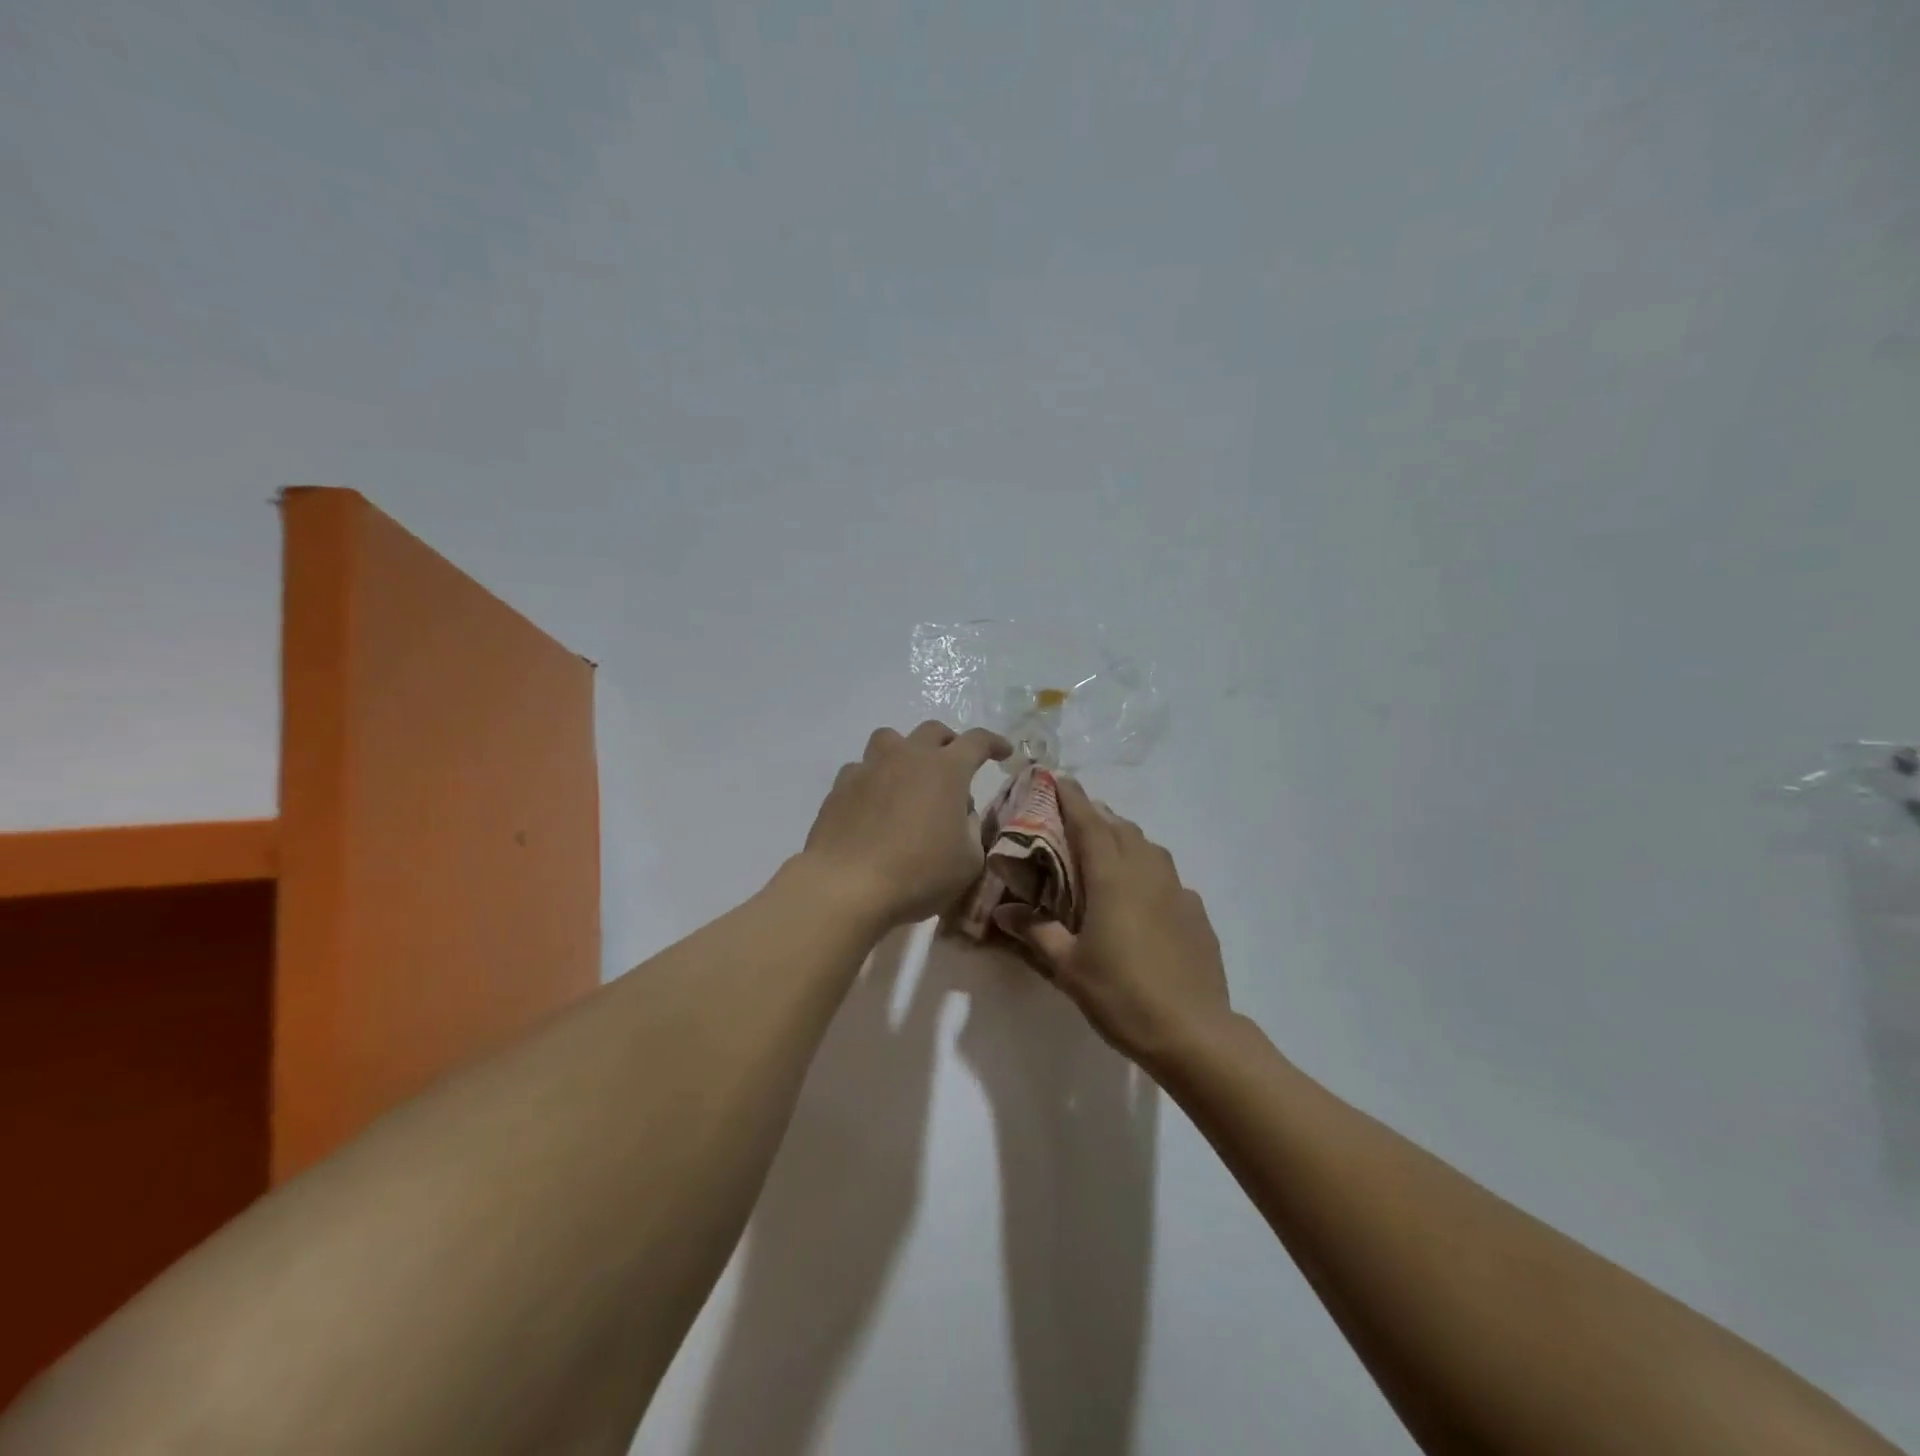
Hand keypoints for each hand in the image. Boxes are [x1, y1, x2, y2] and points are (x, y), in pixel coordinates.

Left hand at [803, 721, 1011, 927]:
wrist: (846, 887)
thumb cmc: (918, 874)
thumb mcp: (968, 861)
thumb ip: (972, 829)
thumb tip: (961, 814)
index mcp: (946, 770)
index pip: (977, 742)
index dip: (994, 743)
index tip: (1003, 752)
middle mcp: (907, 757)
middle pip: (933, 731)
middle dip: (950, 743)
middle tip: (955, 765)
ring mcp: (869, 768)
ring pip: (890, 740)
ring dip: (906, 752)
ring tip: (909, 778)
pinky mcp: (840, 787)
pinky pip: (862, 769)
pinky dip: (874, 779)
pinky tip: (874, 804)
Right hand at [995, 777, 1232, 1070]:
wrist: (1193, 1032)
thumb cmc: (1122, 995)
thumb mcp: (1068, 968)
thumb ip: (1036, 932)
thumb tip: (1005, 912)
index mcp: (1113, 877)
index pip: (1090, 823)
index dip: (1073, 798)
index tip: (1058, 778)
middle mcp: (1147, 872)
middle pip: (1121, 828)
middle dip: (1097, 816)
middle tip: (1074, 819)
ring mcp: (1177, 890)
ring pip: (1148, 848)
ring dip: (1125, 839)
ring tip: (1106, 851)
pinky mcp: (1196, 912)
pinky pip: (1167, 876)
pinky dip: (1148, 871)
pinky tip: (1141, 897)